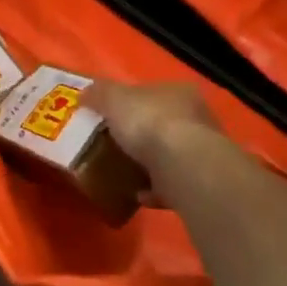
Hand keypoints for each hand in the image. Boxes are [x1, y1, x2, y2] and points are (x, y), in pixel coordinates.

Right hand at [85, 79, 228, 206]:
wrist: (182, 166)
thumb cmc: (148, 121)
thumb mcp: (112, 98)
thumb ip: (98, 93)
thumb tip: (84, 94)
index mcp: (178, 92)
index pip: (152, 92)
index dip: (131, 101)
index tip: (111, 114)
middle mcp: (196, 118)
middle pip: (163, 123)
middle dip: (141, 133)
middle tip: (114, 143)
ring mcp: (202, 152)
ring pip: (170, 154)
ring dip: (149, 163)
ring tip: (122, 171)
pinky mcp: (200, 181)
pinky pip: (172, 183)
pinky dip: (155, 189)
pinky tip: (137, 194)